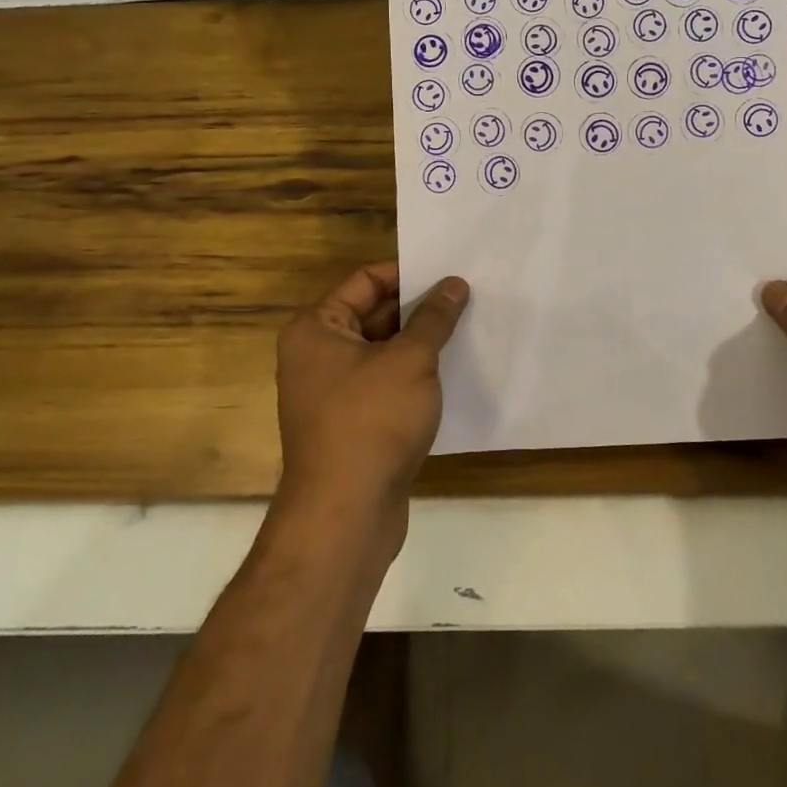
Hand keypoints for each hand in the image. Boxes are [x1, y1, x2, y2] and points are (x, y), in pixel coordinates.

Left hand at [274, 262, 468, 544]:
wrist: (346, 515)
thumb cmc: (371, 422)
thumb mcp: (411, 360)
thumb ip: (434, 318)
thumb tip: (454, 284)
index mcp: (317, 328)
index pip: (366, 281)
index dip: (408, 272)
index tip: (449, 270)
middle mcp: (317, 355)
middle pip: (374, 315)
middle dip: (419, 308)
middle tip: (467, 295)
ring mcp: (333, 392)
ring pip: (384, 352)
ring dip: (421, 343)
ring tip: (469, 327)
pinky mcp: (353, 424)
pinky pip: (387, 384)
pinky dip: (415, 376)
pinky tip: (455, 371)